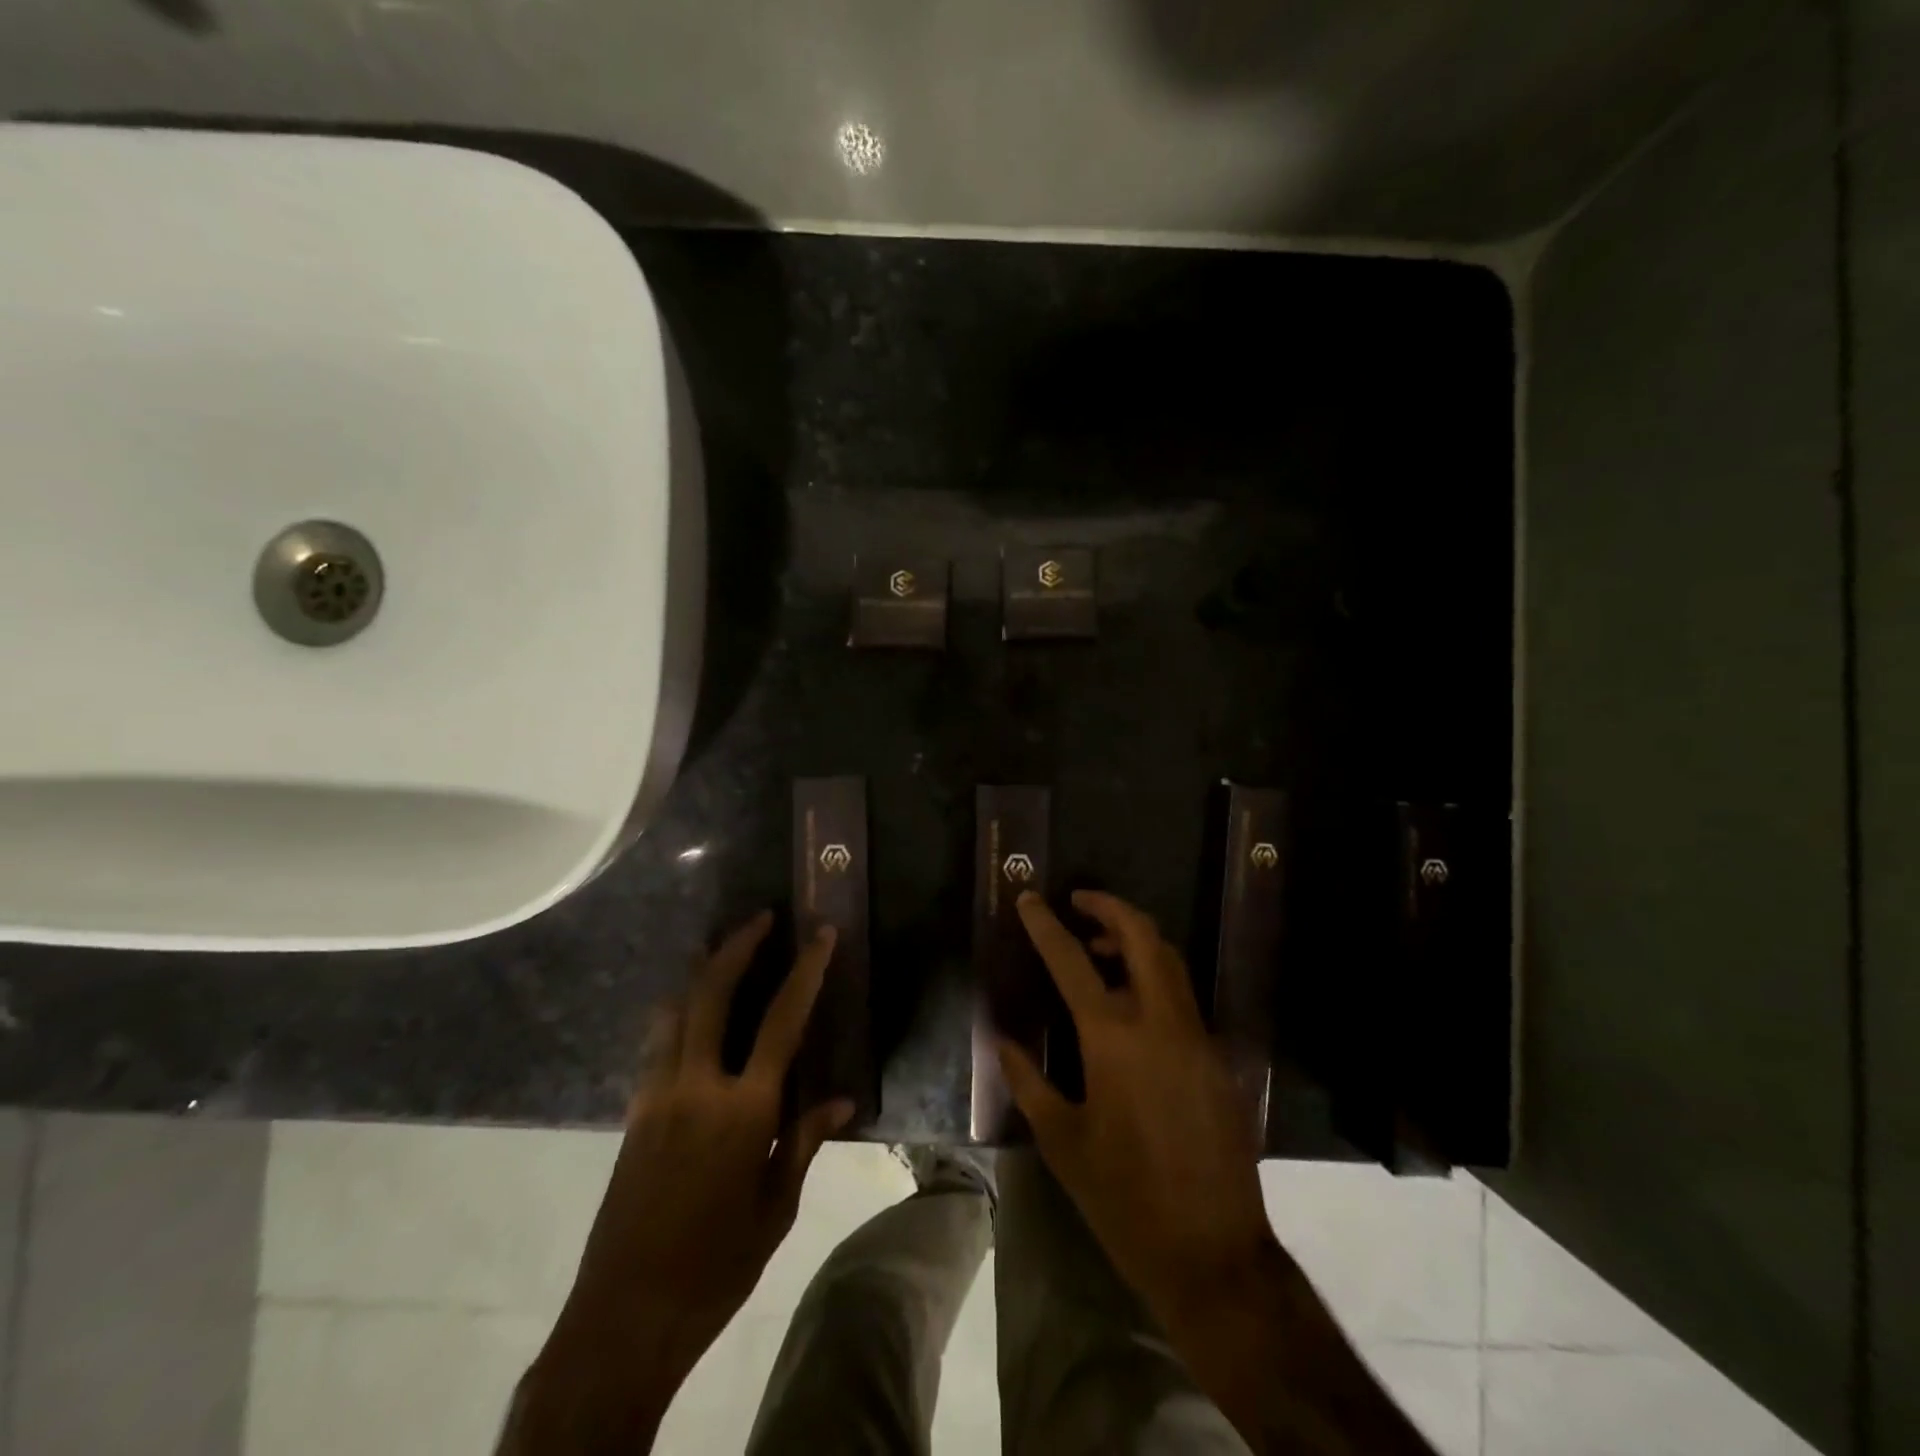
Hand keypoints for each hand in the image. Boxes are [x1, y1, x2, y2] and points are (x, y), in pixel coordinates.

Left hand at [507, 913, 851, 1452]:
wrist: (625, 1316)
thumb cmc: (717, 1266)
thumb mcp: (776, 1207)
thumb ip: (805, 1141)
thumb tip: (842, 1099)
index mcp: (743, 1110)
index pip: (783, 1021)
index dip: (806, 971)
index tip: (822, 934)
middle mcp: (696, 1086)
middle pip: (713, 992)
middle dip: (738, 946)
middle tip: (762, 918)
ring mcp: (657, 1094)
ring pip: (675, 1009)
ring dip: (701, 970)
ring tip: (721, 946)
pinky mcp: (634, 1111)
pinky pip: (657, 1041)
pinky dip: (677, 1010)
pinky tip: (689, 1010)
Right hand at [999, 890, 1275, 1321]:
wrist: (1212, 1252)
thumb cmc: (1123, 1197)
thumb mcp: (1062, 1141)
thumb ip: (1029, 1082)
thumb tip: (1003, 1042)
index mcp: (1113, 1039)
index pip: (1072, 960)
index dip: (1046, 924)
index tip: (1029, 898)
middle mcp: (1160, 1022)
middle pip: (1141, 936)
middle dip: (1109, 907)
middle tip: (1078, 902)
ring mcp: (1196, 1036)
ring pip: (1170, 960)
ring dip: (1135, 939)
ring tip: (1099, 948)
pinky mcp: (1216, 1058)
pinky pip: (1183, 996)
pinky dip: (1155, 976)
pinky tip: (1132, 1003)